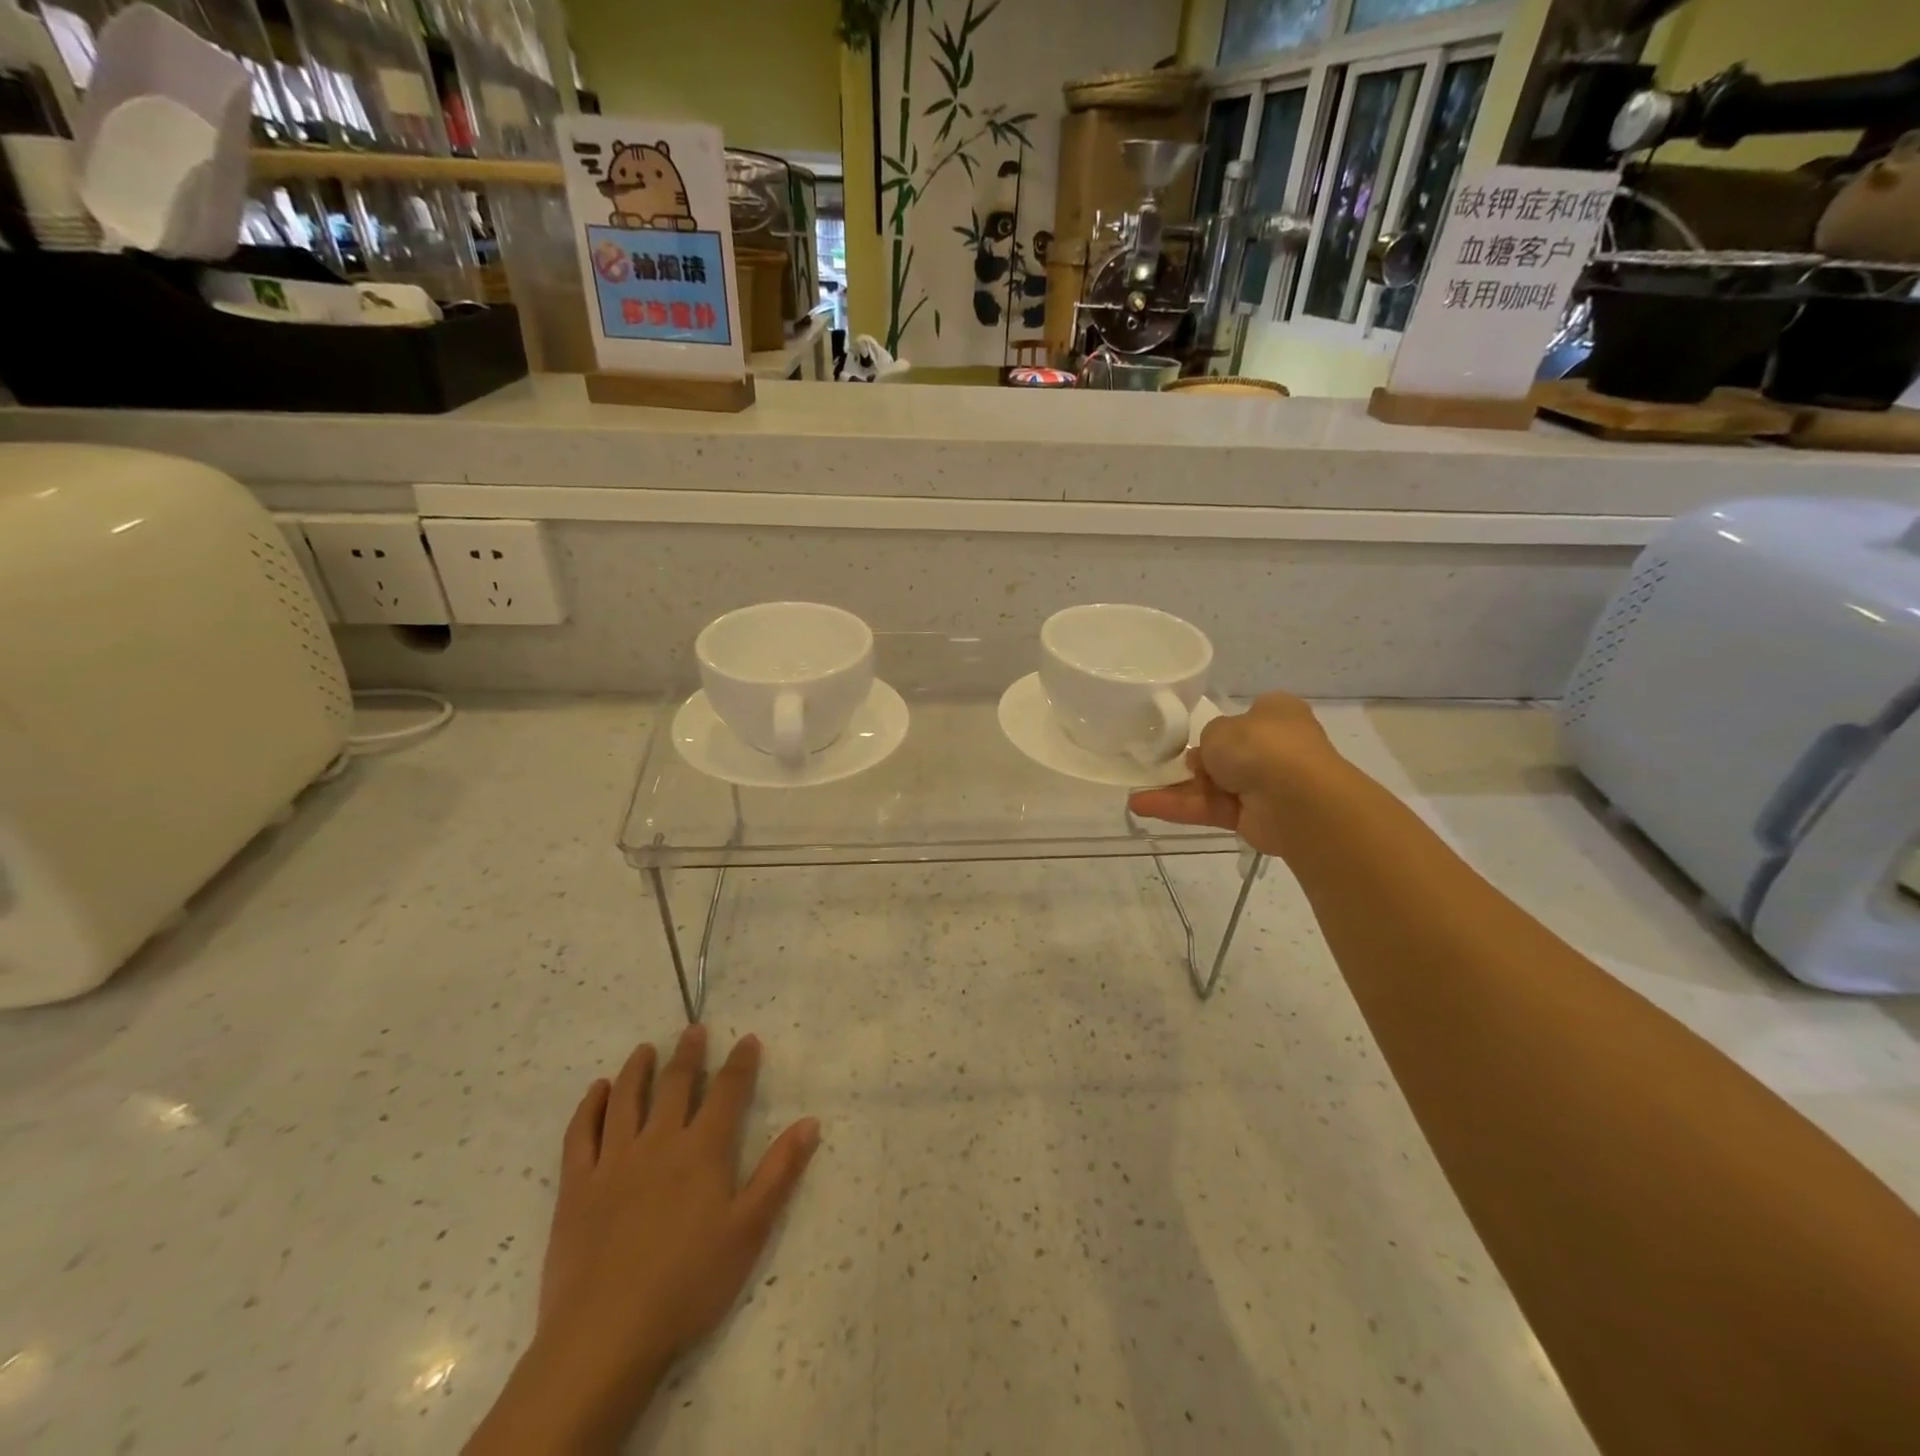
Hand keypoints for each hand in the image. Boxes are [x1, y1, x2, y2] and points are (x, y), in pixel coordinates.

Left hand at [468, 1026, 818, 1454]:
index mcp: (702, 1151)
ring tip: (645, 1049)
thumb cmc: (688, 1285)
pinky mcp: (576, 1187)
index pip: (727, 1092)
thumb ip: (779, 1172)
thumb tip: (810, 1122)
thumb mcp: (749, 1232)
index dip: (740, 1062)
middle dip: (689, 1054)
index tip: (747, 1039)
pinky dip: (590, 1106)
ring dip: (638, 1068)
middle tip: (694, 1029)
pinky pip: (580, 1134)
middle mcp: (658, 1143)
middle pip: (675, 1085)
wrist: (605, 1339)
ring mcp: (613, 1162)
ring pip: (626, 1099)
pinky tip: (597, 1091)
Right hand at [1128, 692, 1345, 858]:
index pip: (1244, 718)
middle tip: (1158, 766)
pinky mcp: (1253, 817)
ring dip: (1175, 790)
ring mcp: (1265, 785)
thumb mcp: (1219, 727)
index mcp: (1275, 715)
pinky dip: (1179, 808)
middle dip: (1192, 764)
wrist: (1295, 797)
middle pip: (1224, 756)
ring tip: (1135, 796)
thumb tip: (1205, 759)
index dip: (1217, 728)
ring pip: (1212, 786)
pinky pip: (1210, 808)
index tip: (1190, 736)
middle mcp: (1275, 748)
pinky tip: (1143, 806)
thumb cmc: (1260, 746)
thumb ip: (1206, 739)